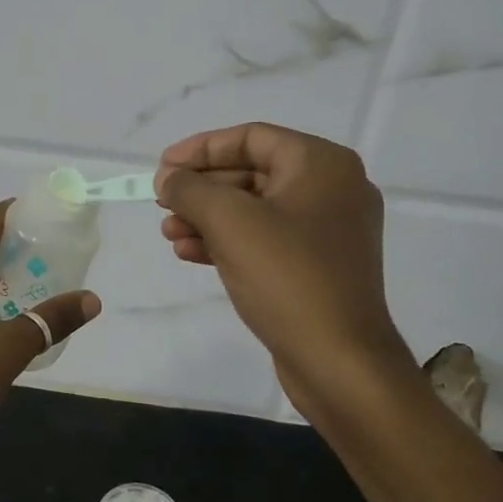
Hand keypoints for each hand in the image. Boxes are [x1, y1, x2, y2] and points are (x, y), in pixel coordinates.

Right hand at [156, 124, 410, 410]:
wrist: (341, 364)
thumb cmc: (287, 278)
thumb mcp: (230, 222)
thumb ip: (191, 189)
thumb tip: (168, 176)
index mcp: (322, 164)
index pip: (251, 137)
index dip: (201, 148)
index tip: (163, 167)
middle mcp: (332, 189)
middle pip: (252, 172)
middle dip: (202, 188)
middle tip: (162, 202)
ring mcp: (328, 231)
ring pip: (255, 209)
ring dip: (208, 217)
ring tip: (168, 232)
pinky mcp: (318, 266)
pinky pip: (266, 239)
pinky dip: (228, 242)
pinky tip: (189, 253)